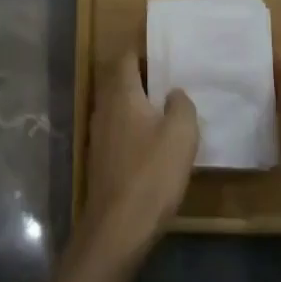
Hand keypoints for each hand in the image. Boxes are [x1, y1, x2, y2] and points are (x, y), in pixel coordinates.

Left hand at [82, 54, 198, 255]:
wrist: (118, 228)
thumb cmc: (151, 173)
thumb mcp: (181, 134)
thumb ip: (181, 104)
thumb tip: (174, 93)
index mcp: (121, 93)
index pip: (127, 57)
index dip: (145, 52)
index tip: (167, 56)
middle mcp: (104, 107)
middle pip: (121, 81)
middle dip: (144, 79)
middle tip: (172, 83)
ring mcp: (98, 134)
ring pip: (119, 107)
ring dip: (139, 106)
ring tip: (167, 113)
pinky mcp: (100, 159)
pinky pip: (118, 130)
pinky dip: (134, 129)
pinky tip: (153, 145)